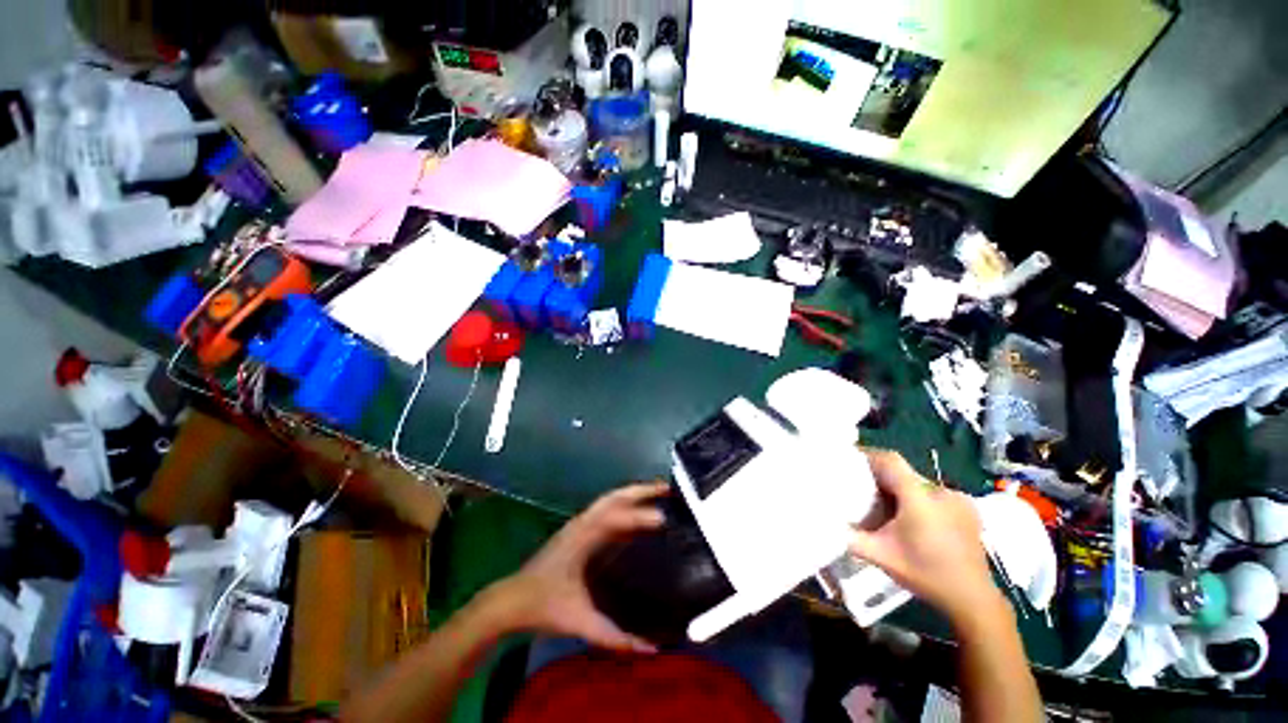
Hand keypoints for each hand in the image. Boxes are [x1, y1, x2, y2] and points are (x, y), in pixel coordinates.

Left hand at [485, 482, 667, 652]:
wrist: (509, 605)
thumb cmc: (543, 608)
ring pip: (606, 506)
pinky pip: (603, 519)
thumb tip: (653, 649)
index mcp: (579, 542)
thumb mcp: (582, 624)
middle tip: (670, 490)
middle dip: (640, 492)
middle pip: (611, 500)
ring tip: (662, 501)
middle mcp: (577, 530)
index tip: (666, 519)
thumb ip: (617, 638)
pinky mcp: (573, 542)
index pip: (612, 518)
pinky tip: (638, 526)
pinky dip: (624, 513)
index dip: (638, 516)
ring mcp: (574, 533)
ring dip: (632, 499)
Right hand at [848, 450, 999, 624]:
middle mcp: (938, 488)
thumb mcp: (883, 558)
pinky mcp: (969, 508)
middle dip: (886, 487)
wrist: (967, 589)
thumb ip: (855, 541)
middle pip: (906, 478)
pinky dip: (927, 509)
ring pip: (923, 491)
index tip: (852, 463)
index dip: (870, 458)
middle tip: (870, 506)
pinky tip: (925, 533)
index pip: (890, 461)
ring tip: (898, 525)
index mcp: (916, 496)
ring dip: (908, 500)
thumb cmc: (923, 572)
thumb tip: (831, 529)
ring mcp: (957, 496)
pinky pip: (941, 500)